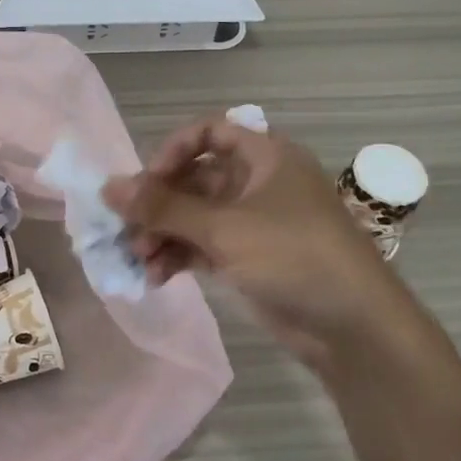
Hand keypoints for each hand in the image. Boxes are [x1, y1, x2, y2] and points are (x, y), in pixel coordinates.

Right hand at [103, 119, 390, 375]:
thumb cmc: (293, 256)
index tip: (147, 181)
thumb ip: (163, 208)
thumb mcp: (224, 228)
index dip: (174, 151)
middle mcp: (257, 183)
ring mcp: (253, 223)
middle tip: (127, 229)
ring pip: (195, 216)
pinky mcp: (248, 258)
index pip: (210, 133)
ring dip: (163, 234)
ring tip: (139, 259)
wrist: (353, 327)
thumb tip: (108, 187)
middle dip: (159, 204)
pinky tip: (156, 277)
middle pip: (195, 179)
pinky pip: (203, 246)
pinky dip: (179, 256)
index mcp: (265, 157)